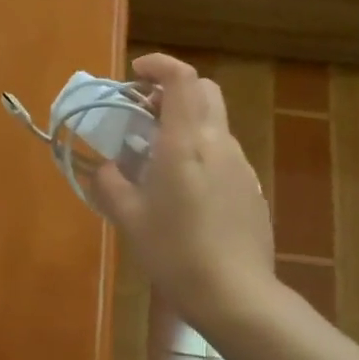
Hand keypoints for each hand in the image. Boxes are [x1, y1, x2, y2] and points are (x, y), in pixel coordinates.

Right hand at [90, 54, 274, 335]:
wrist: (235, 294)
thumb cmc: (175, 252)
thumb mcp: (130, 219)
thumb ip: (112, 185)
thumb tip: (107, 167)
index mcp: (186, 142)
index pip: (181, 78)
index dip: (159, 65)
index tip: (134, 74)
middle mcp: (219, 144)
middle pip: (204, 92)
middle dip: (173, 92)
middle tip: (144, 115)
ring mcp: (240, 166)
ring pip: (214, 125)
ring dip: (186, 125)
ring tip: (157, 159)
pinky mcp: (251, 189)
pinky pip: (223, 155)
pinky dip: (201, 153)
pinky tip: (185, 192)